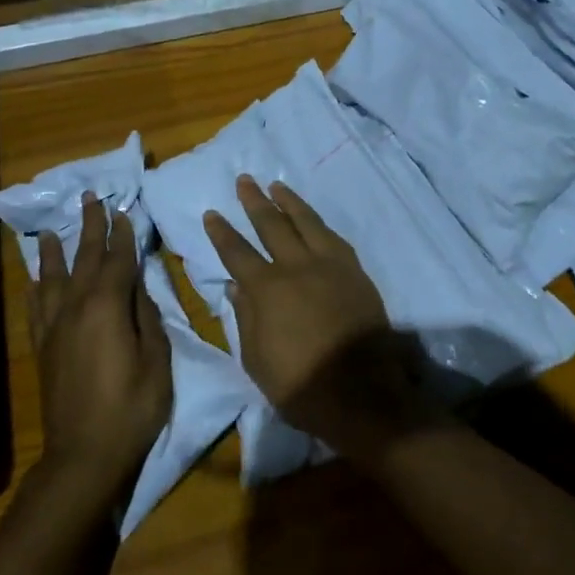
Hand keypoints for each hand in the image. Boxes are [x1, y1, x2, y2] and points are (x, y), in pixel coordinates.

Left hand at [31, 194, 172, 494]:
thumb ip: (148, 319)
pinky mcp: (43, 348)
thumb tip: (139, 291)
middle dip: (90, 228)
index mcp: (108, 308)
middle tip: (90, 199)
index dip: (123, 235)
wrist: (85, 453)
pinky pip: (36, 308)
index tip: (124, 211)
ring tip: (55, 229)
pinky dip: (37, 287)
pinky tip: (36, 278)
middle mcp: (76, 309)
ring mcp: (55, 328)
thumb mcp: (157, 361)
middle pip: (83, 260)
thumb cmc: (133, 408)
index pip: (117, 261)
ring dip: (57, 251)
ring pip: (53, 279)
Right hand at [203, 177, 437, 463]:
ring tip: (277, 186)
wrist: (363, 394)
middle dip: (254, 202)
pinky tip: (313, 220)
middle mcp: (298, 268)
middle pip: (272, 226)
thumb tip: (236, 287)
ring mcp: (331, 267)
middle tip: (244, 180)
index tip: (212, 213)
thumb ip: (245, 319)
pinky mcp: (357, 274)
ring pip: (307, 223)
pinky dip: (319, 225)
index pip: (237, 253)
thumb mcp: (257, 361)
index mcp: (268, 290)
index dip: (222, 233)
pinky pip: (334, 239)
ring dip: (290, 202)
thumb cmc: (301, 385)